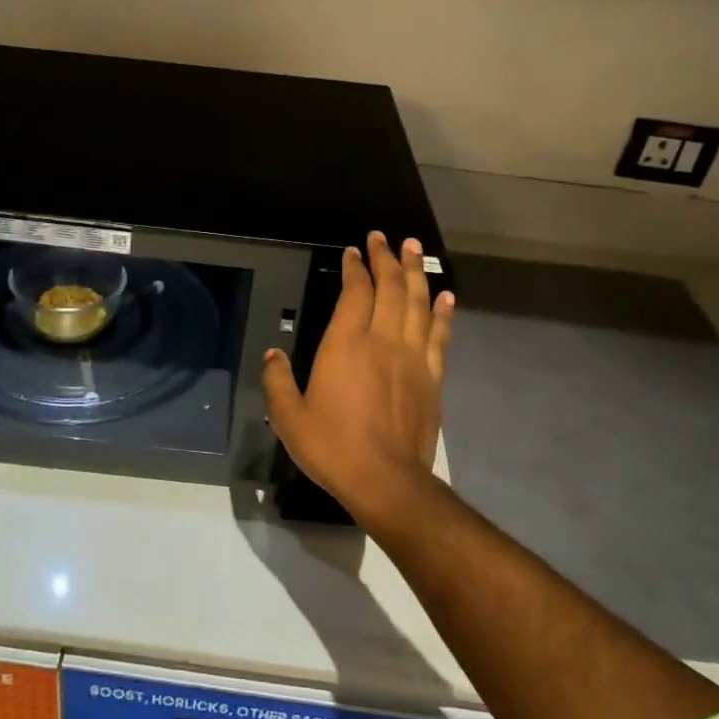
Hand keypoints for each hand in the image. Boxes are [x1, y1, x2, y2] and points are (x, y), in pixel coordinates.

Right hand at [262, 231, 454, 516]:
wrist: (386, 480)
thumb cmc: (332, 446)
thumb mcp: (288, 417)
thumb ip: (277, 381)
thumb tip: (273, 354)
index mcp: (346, 344)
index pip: (355, 293)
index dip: (356, 268)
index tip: (354, 251)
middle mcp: (383, 340)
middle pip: (390, 288)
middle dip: (387, 259)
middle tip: (385, 237)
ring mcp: (413, 357)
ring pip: (418, 303)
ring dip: (416, 273)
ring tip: (415, 249)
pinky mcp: (432, 377)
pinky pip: (440, 336)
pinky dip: (443, 313)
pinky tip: (446, 296)